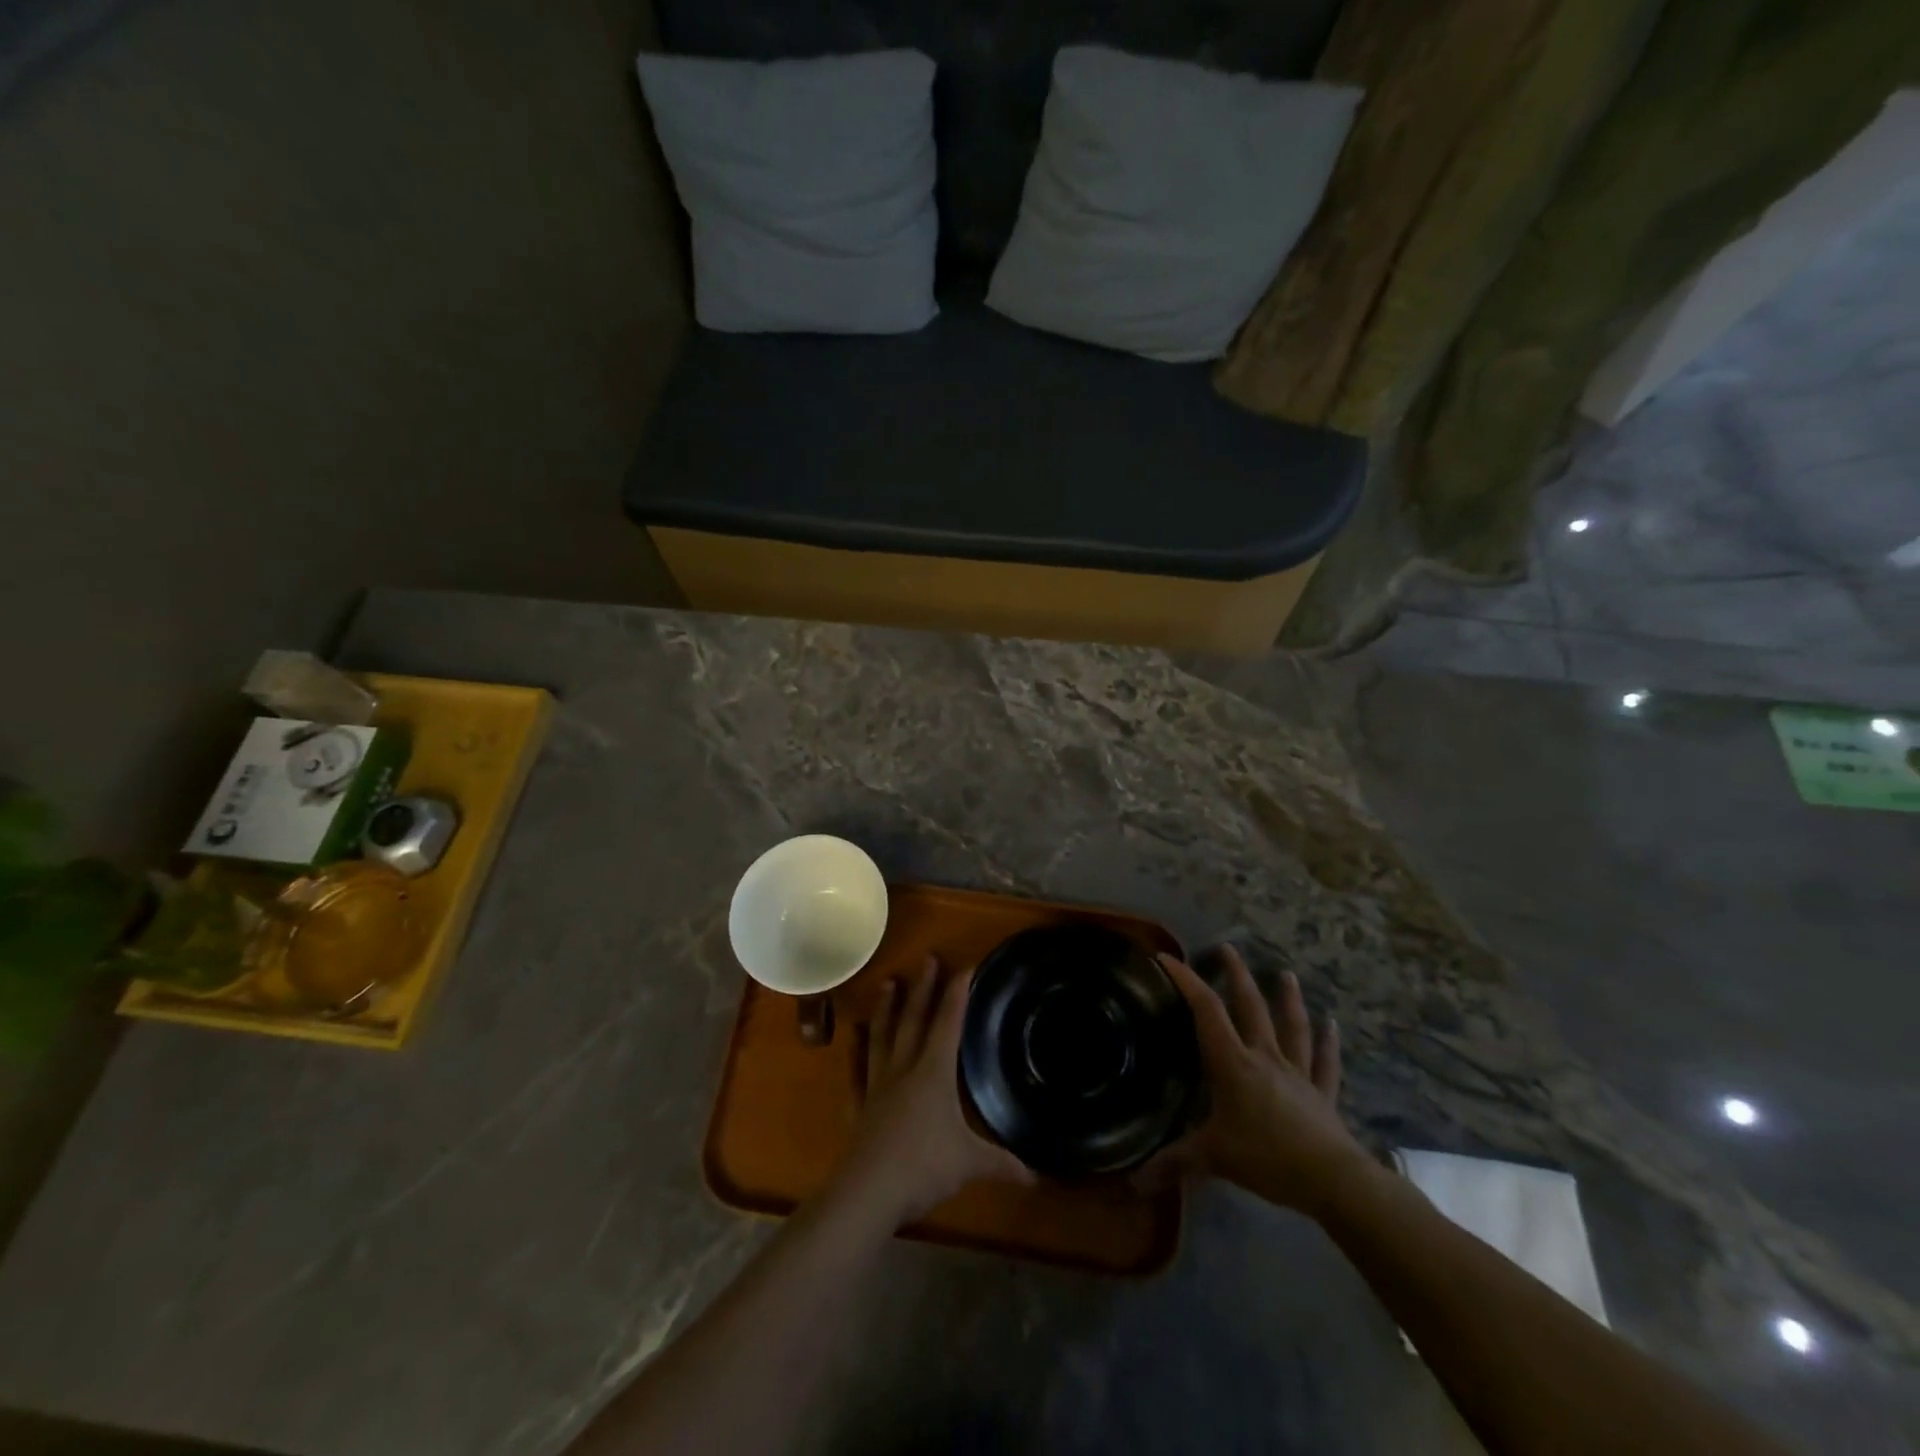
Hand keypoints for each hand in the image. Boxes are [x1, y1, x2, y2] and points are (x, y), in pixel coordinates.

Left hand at [835, 956, 1030, 1226]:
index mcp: (934, 1072)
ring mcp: (878, 1085)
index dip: (957, 994)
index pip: (949, 1023)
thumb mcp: (970, 1163)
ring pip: (882, 1036)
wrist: (868, 1191)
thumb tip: (1036, 1175)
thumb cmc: (924, 1166)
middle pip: (914, 1020)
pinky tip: (853, 1035)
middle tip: (927, 959)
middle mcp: (905, 1069)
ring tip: (888, 983)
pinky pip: (856, 1069)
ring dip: (887, 1008)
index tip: (965, 966)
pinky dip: (855, 1050)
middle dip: (923, 988)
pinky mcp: (859, 1105)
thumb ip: (1002, 1163)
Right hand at [1142, 946, 1371, 1214]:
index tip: (1168, 958)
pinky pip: (1326, 1063)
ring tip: (1286, 973)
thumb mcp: (1213, 1158)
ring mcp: (1298, 1074)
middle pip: (1250, 1007)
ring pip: (1292, 1027)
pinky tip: (1333, 1025)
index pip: (1206, 1011)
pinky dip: (1329, 1044)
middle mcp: (1265, 1057)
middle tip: (1229, 948)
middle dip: (1237, 975)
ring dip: (1288, 999)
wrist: (1333, 1181)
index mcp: (1233, 1063)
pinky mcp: (1323, 1094)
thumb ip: (1173, 1163)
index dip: (1186, 981)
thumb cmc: (1267, 1157)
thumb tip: (1130, 1182)